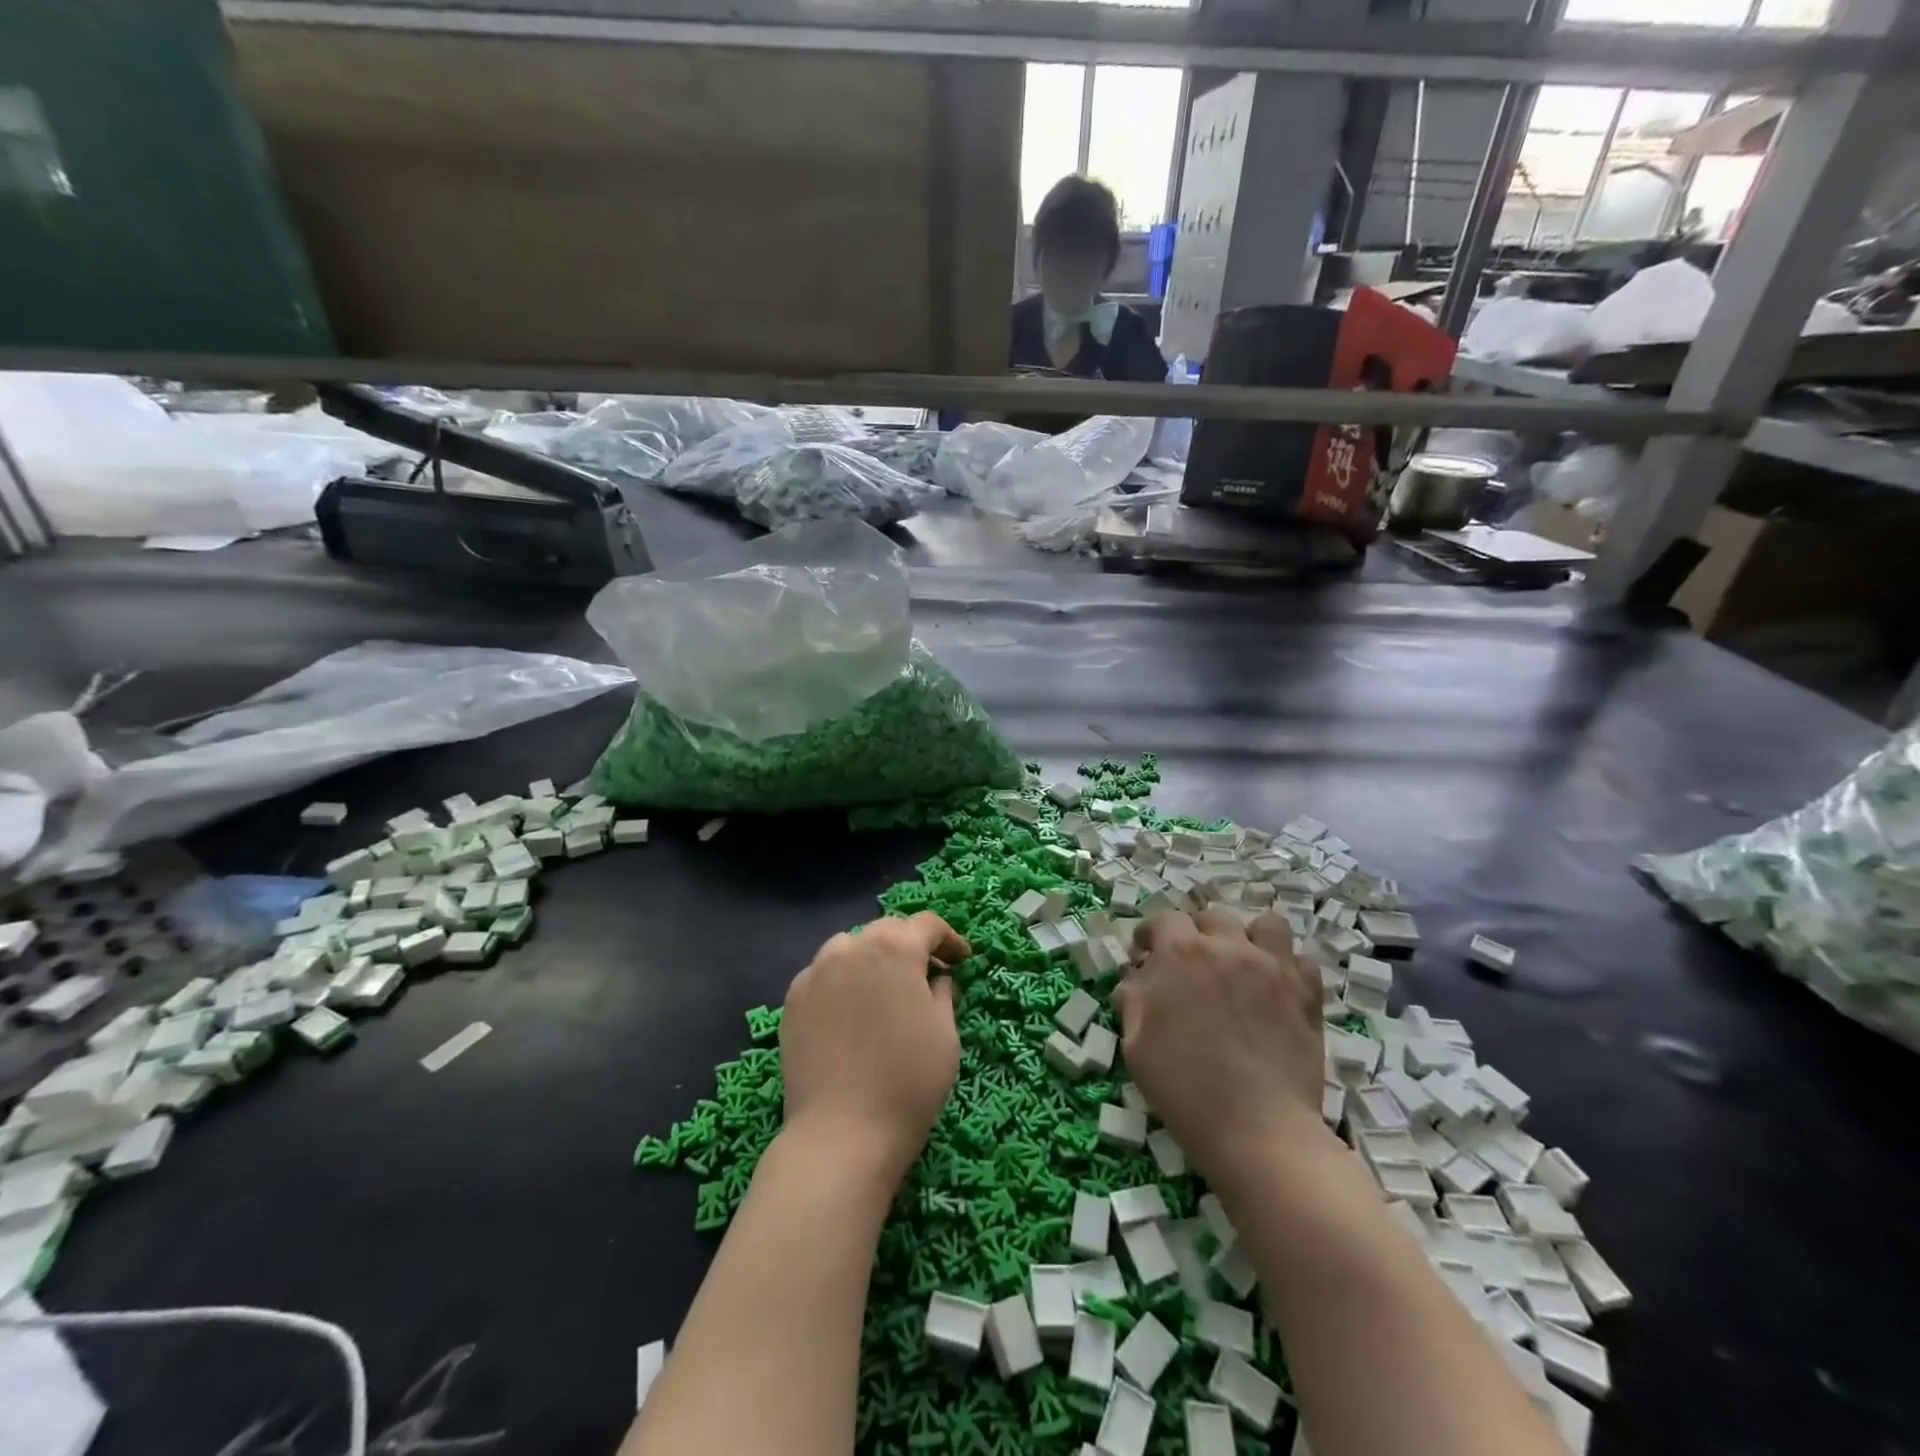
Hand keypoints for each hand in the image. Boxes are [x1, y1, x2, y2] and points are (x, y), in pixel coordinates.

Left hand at [780, 912, 969, 1179]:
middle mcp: (852, 947)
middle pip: (887, 930)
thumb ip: (942, 993)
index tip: (962, 960)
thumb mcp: (945, 1034)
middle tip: (928, 974)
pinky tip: (850, 1010)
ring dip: (872, 958)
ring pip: (850, 947)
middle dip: (910, 945)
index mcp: (895, 948)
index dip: (949, 939)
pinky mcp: (793, 1000)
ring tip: (884, 988)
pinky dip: (842, 980)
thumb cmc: (908, 1081)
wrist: (841, 1133)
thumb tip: (936, 979)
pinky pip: (823, 974)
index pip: (927, 925)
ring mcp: (816, 971)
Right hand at [1116, 908, 1325, 1182]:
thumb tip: (1139, 978)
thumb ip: (1134, 998)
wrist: (1257, 1129)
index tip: (1146, 954)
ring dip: (1249, 939)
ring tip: (1242, 966)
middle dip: (1196, 933)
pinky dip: (1288, 969)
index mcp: (1181, 953)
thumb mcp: (1136, 1043)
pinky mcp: (1306, 994)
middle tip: (1192, 966)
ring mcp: (1273, 967)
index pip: (1163, 919)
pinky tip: (1276, 992)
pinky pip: (1301, 961)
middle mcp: (1228, 947)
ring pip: (1265, 925)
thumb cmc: (1184, 1088)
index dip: (1151, 934)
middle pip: (1212, 918)